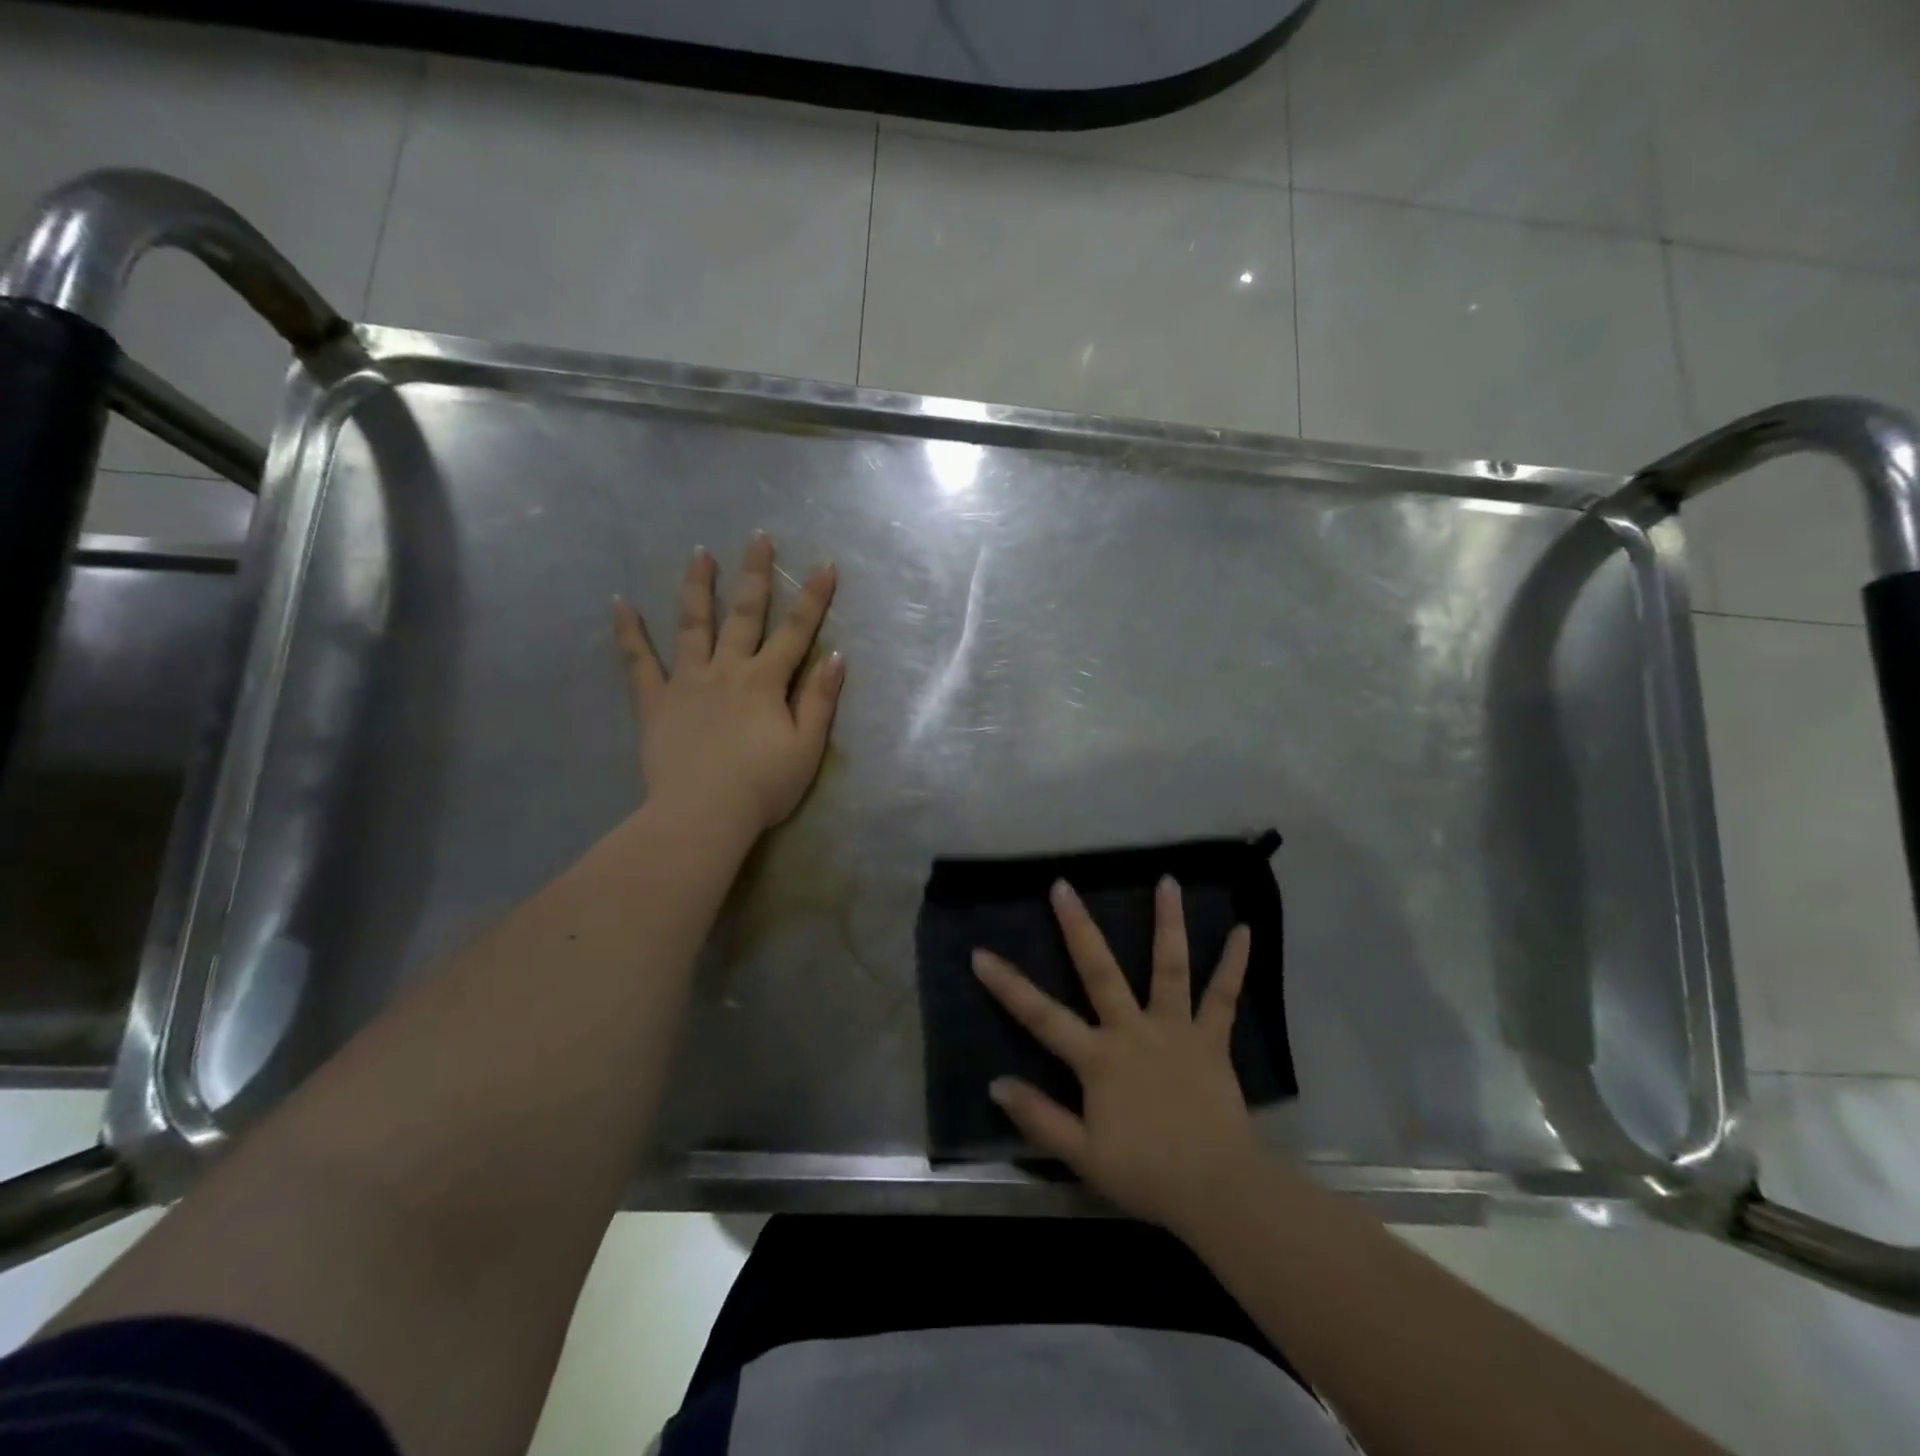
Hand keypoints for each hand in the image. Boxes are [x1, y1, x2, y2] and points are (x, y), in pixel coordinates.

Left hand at [614, 533, 843, 836]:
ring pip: (692, 625)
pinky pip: (639, 662)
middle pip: (744, 614)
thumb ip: (820, 700)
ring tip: (699, 554)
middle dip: (755, 575)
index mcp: (766, 681)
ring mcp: (687, 682)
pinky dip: (629, 633)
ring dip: (697, 587)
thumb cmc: (763, 786)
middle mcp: (727, 669)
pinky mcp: (655, 702)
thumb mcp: (807, 747)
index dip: (813, 598)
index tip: (824, 565)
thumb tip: (835, 655)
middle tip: (757, 538)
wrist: (702, 814)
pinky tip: (620, 604)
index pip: (796, 631)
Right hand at [972, 877, 1261, 1234]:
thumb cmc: (1146, 1173)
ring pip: (1168, 967)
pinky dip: (1234, 963)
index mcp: (1098, 1058)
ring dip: (1167, 923)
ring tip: (1167, 880)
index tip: (981, 954)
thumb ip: (1039, 1117)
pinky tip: (1244, 930)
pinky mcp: (1211, 1040)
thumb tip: (997, 1083)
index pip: (1042, 1016)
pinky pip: (1223, 997)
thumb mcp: (1082, 1155)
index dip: (1008, 986)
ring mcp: (1175, 1030)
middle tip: (1062, 885)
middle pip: (1099, 971)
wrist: (1217, 1191)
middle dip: (1078, 927)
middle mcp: (1133, 1030)